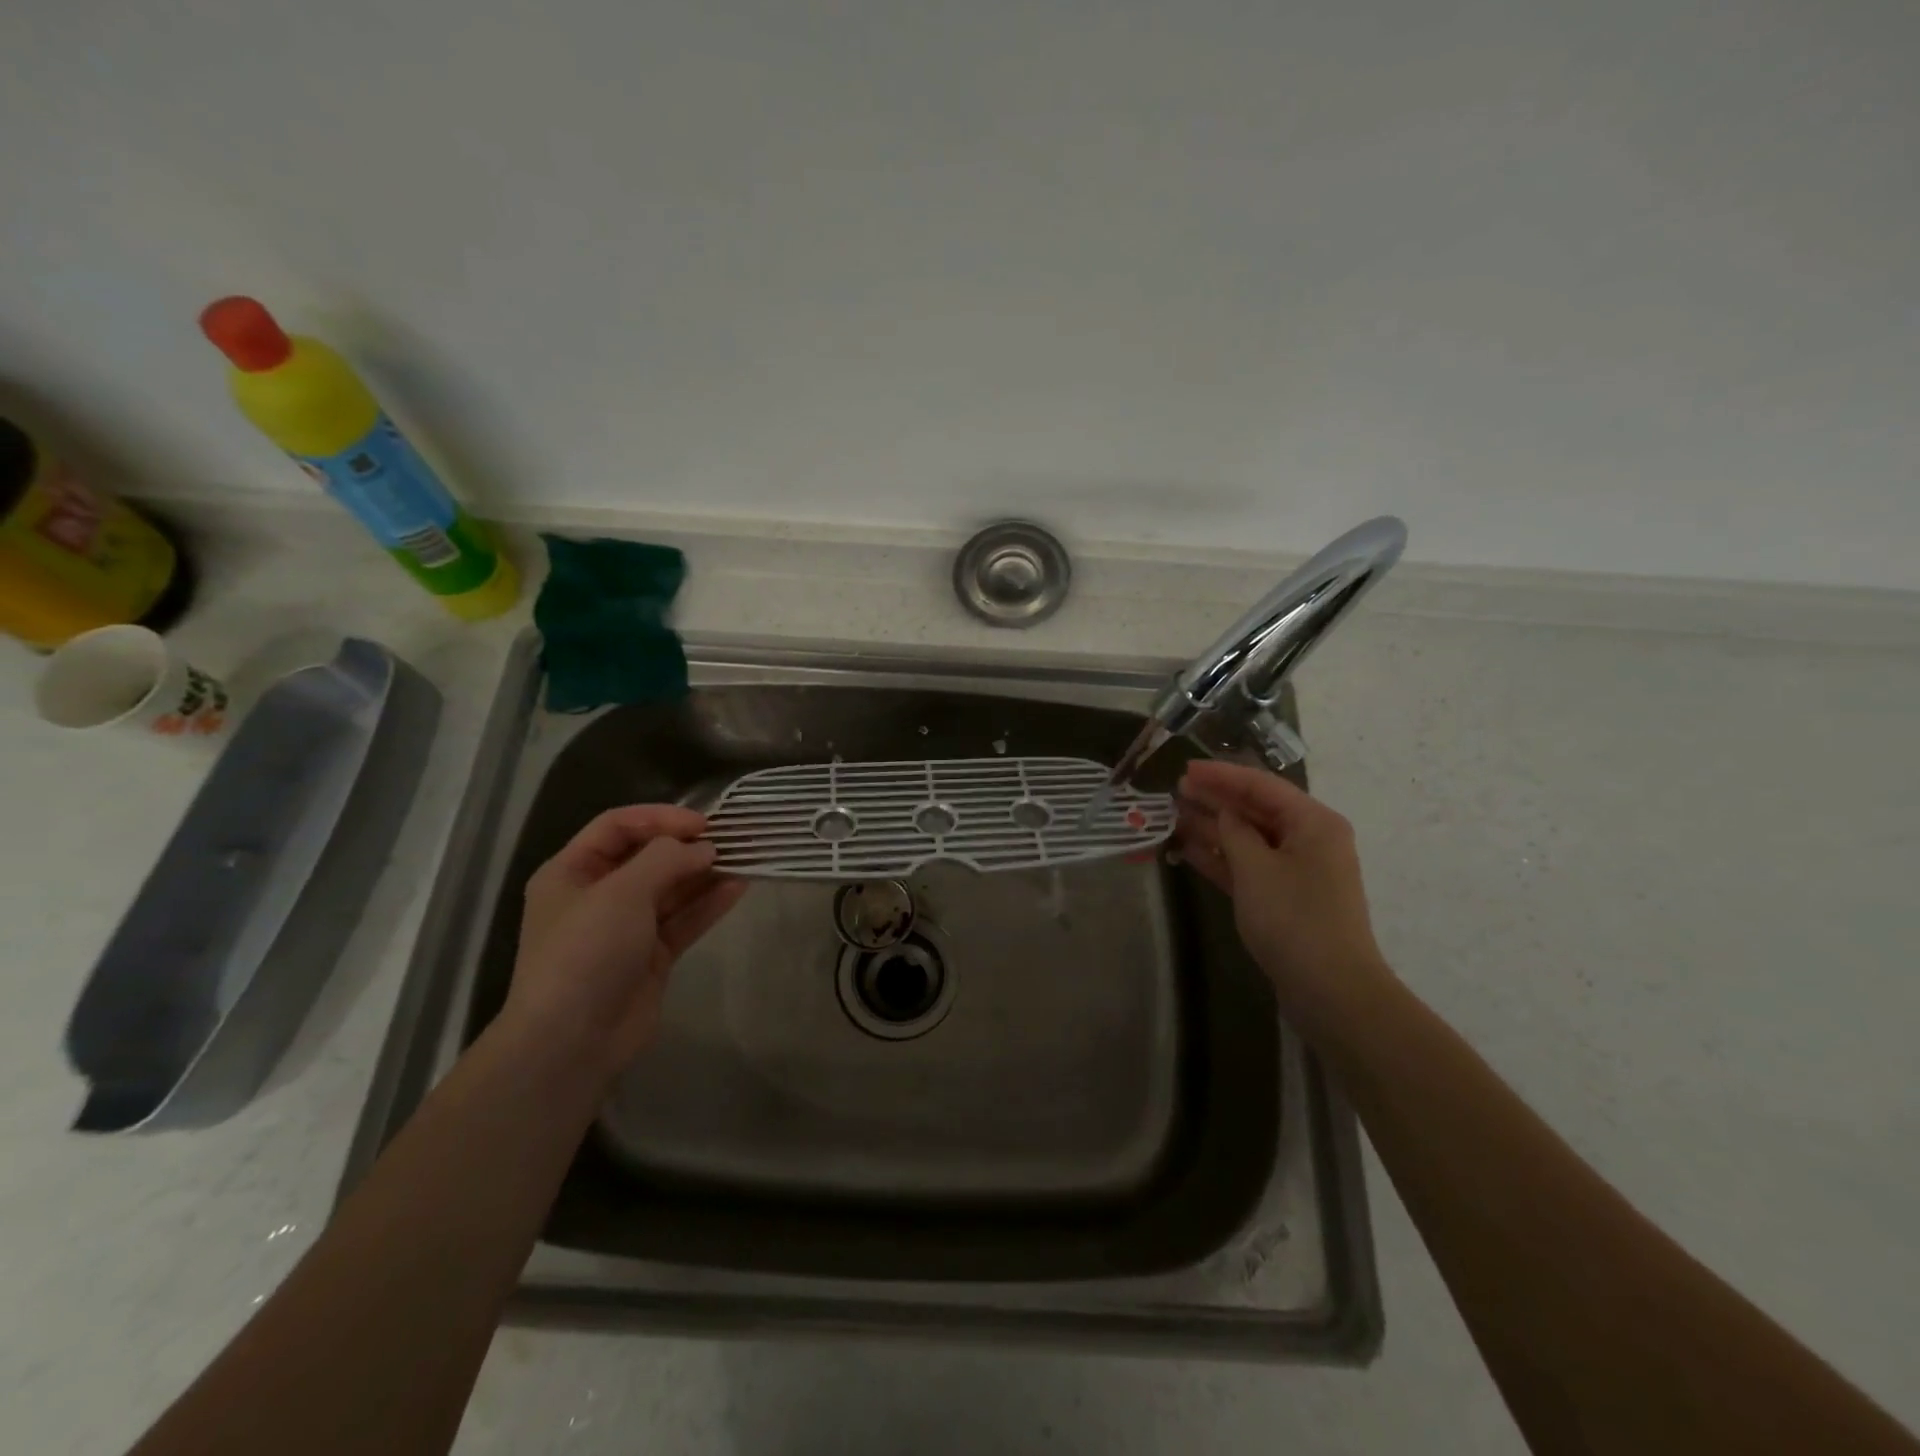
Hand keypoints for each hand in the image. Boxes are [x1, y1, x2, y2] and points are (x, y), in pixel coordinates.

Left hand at [503, 805, 747, 1085]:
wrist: (571, 1042)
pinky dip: (708, 904)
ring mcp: (627, 927)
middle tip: (731, 838)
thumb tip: (704, 848)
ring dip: (704, 873)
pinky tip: (738, 888)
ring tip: (743, 858)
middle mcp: (598, 895)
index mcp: (572, 872)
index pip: (618, 826)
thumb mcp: (621, 893)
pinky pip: (684, 920)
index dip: (660, 818)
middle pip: (648, 857)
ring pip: (671, 889)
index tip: (702, 823)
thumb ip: (666, 860)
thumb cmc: (586, 952)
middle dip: (688, 846)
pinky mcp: (652, 955)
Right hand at [1177, 760, 1393, 1036]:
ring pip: (1249, 838)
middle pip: (1255, 809)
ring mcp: (1297, 870)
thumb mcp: (1256, 868)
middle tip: (1174, 791)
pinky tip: (1189, 849)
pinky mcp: (1285, 897)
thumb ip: (1234, 831)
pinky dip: (1222, 857)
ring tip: (1174, 815)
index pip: (1261, 785)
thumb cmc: (1294, 919)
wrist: (1331, 990)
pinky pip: (1249, 866)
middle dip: (1216, 799)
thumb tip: (1223, 811)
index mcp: (1313, 822)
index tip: (1185, 769)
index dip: (1221, 775)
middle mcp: (1309, 839)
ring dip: (1214, 827)